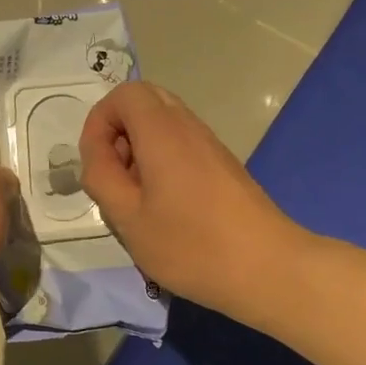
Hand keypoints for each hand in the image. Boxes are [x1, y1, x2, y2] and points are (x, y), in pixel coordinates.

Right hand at [80, 82, 304, 315]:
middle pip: (146, 102)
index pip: (124, 94)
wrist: (269, 269)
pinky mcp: (224, 166)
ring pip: (164, 124)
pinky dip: (162, 162)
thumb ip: (102, 178)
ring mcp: (211, 145)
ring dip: (140, 150)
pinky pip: (182, 145)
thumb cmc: (192, 246)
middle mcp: (189, 127)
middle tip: (115, 176)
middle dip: (119, 132)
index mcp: (163, 131)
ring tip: (137, 197)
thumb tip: (97, 154)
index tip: (96, 164)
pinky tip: (165, 207)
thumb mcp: (129, 218)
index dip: (99, 121)